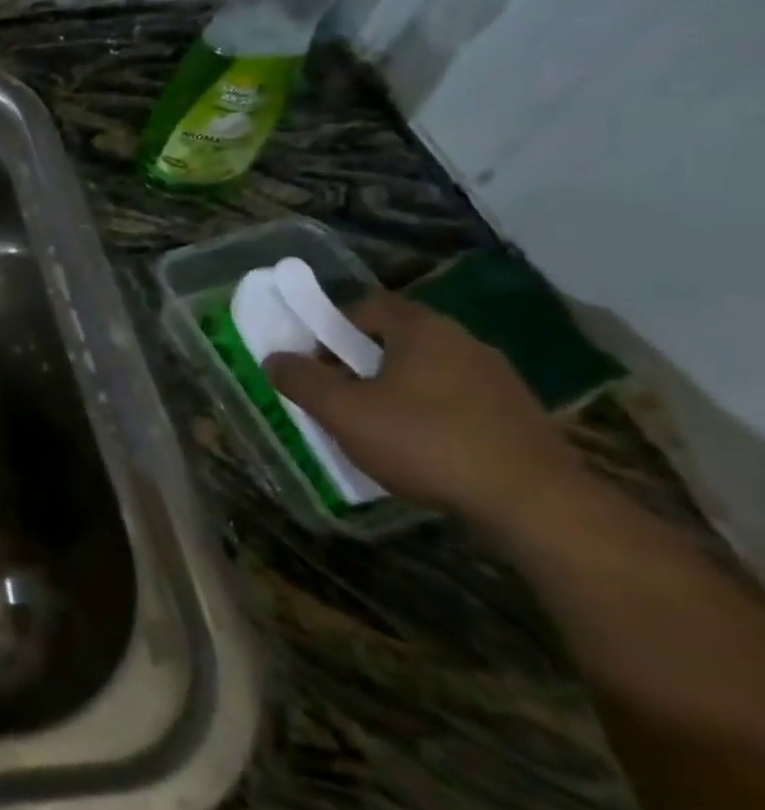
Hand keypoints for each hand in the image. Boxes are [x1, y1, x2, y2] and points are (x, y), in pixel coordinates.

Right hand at [263, 292, 588, 531]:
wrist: (534, 503)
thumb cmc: (425, 443)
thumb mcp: (343, 412)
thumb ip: (302, 380)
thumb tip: (274, 358)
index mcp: (423, 330)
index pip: (368, 305)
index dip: (332, 327)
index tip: (316, 363)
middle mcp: (464, 342)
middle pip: (397, 338)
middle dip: (360, 362)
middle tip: (338, 396)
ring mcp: (498, 379)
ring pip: (427, 371)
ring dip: (394, 390)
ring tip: (375, 428)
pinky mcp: (518, 415)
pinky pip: (456, 400)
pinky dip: (429, 414)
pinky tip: (419, 449)